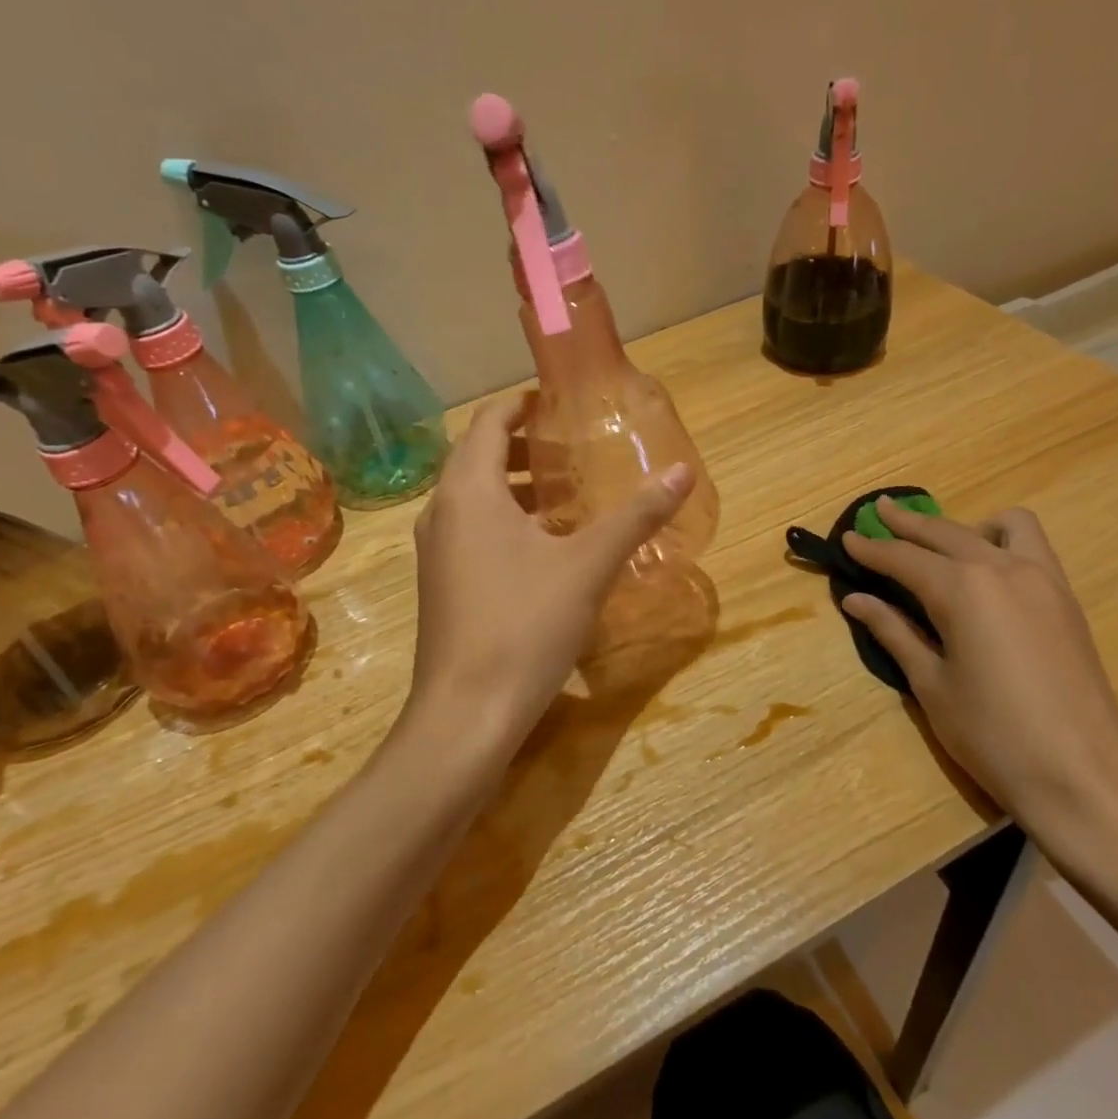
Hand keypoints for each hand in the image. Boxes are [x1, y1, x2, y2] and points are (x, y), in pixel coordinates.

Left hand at [401, 395, 694, 762]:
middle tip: (573, 449)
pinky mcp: (441, 584)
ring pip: (474, 497)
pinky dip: (505, 520)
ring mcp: (436, 551)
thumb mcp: (588, 566)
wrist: (466, 715)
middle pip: (478, 456)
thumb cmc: (525, 625)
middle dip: (524, 446)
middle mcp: (442, 511)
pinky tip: (546, 547)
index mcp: (468, 491)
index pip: (489, 421)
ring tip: (566, 494)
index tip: (560, 403)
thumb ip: (636, 516)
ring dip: (515, 485)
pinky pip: (472, 530)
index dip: (523, 405)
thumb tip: (682, 472)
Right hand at [839, 499, 1117, 831]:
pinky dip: (1002, 540)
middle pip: (945, 532)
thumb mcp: (930, 684)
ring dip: (962, 526)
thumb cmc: (992, 735)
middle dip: (907, 523)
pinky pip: (1031, 546)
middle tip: (878, 511)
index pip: (904, 558)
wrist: (1083, 776)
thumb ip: (894, 631)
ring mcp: (1042, 579)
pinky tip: (986, 569)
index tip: (847, 537)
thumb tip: (855, 599)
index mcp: (963, 590)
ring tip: (939, 543)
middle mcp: (1002, 570)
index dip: (871, 549)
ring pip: (997, 528)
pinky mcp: (1065, 598)